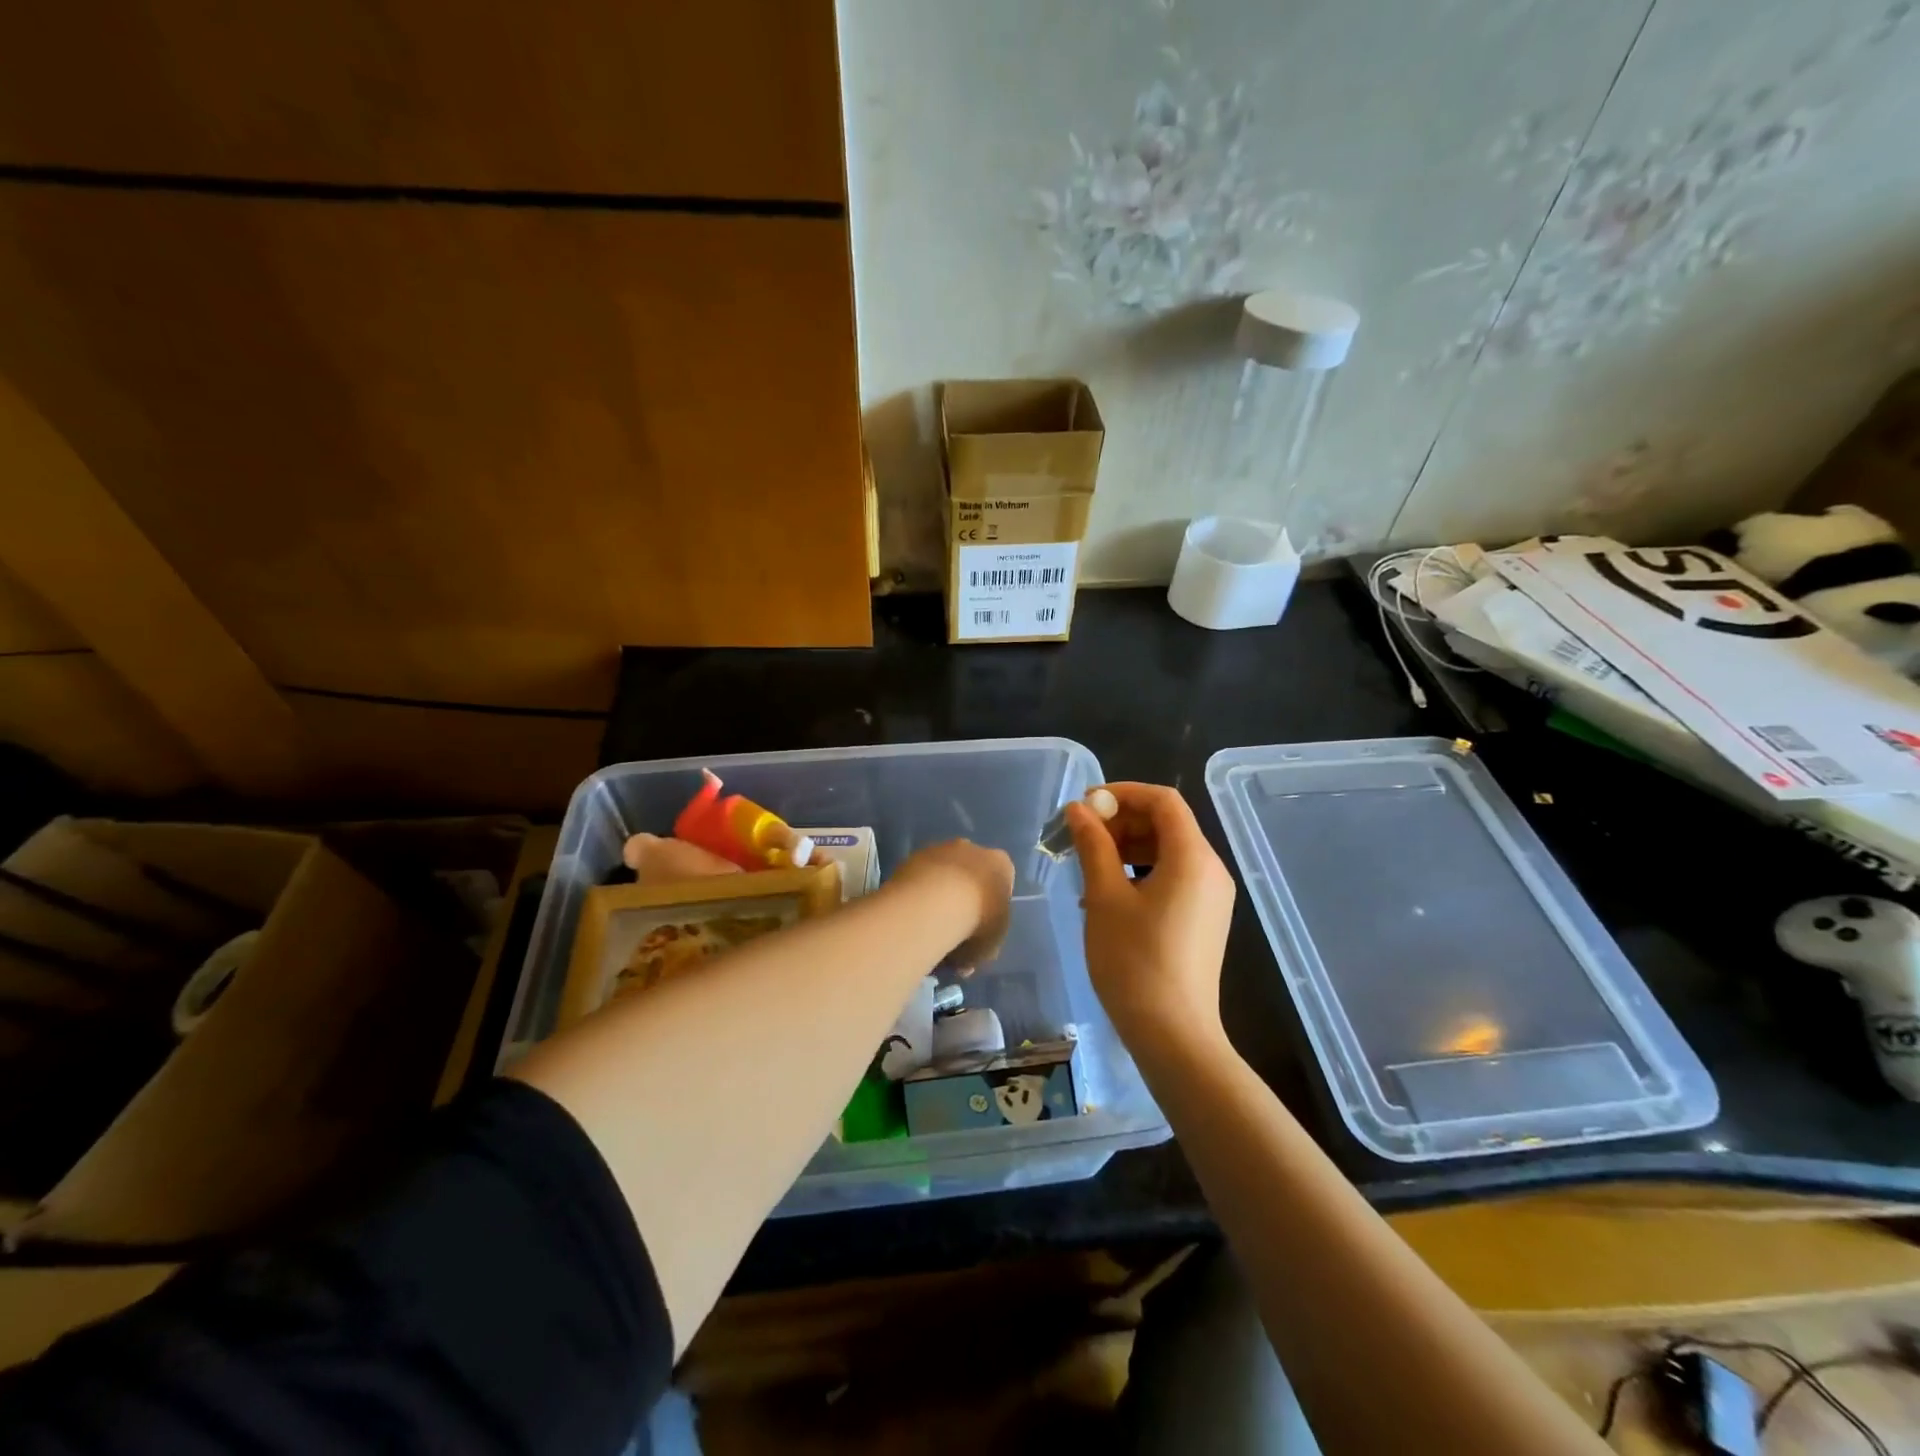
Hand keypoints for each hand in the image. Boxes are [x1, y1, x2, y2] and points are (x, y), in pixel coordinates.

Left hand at [892, 839, 1014, 970]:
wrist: (935, 904)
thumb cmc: (977, 923)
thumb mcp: (990, 945)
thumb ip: (982, 947)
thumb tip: (967, 959)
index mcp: (1000, 864)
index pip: (1001, 883)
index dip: (991, 909)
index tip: (980, 931)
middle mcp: (972, 849)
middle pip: (970, 875)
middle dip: (963, 899)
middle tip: (953, 931)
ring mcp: (940, 849)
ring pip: (942, 874)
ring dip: (937, 895)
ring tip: (927, 928)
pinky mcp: (913, 856)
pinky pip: (919, 878)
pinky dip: (917, 894)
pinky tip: (912, 917)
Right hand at [1067, 783, 1234, 1055]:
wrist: (1173, 1034)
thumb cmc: (1134, 961)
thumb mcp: (1105, 898)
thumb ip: (1093, 846)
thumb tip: (1078, 809)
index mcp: (1193, 857)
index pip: (1163, 800)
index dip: (1123, 792)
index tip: (1086, 804)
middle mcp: (1211, 869)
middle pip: (1167, 823)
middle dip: (1122, 820)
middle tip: (1081, 835)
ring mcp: (1211, 896)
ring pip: (1168, 849)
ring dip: (1128, 846)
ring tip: (1089, 864)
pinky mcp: (1204, 917)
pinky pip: (1173, 875)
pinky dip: (1141, 870)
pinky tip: (1108, 892)